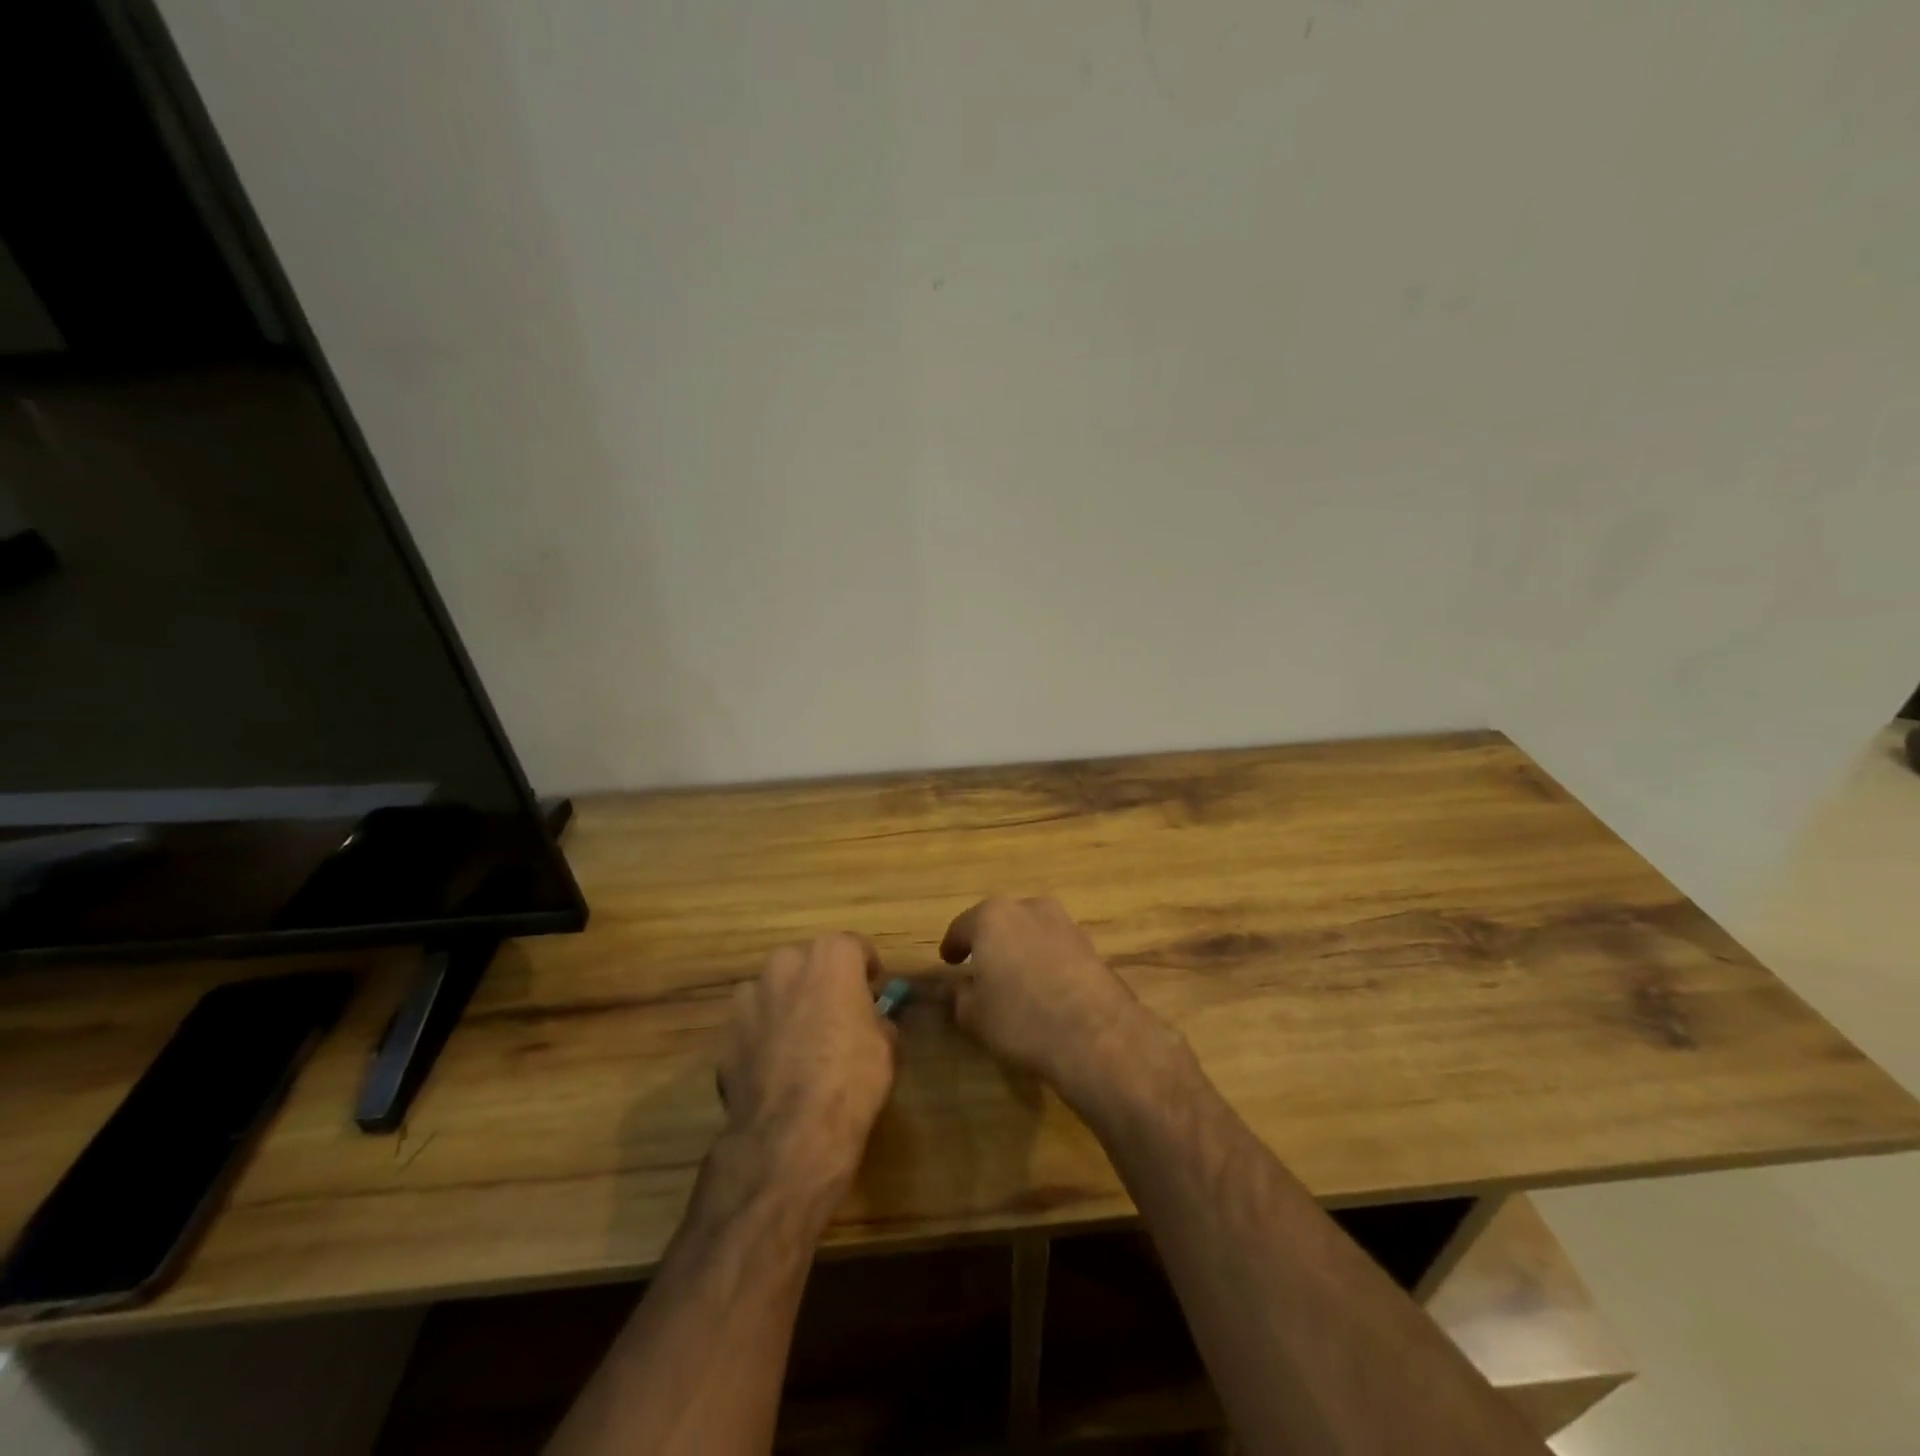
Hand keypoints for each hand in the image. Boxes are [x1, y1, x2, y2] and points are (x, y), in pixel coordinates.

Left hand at [717, 934, 896, 1191]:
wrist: (791, 1130)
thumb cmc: (852, 1076)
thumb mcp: (885, 1045)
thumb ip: (874, 1018)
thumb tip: (869, 1020)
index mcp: (831, 956)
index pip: (853, 947)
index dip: (864, 968)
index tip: (872, 986)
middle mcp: (786, 963)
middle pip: (808, 961)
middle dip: (820, 980)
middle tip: (834, 1012)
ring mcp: (750, 995)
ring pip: (774, 989)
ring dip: (786, 1004)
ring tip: (799, 1040)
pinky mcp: (725, 1030)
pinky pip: (751, 1022)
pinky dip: (762, 1034)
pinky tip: (774, 1066)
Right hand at [940, 897, 1170, 1110]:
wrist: (1096, 1035)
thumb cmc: (1022, 1019)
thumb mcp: (975, 1015)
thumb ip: (960, 996)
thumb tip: (959, 988)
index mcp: (992, 917)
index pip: (962, 926)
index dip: (953, 945)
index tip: (948, 960)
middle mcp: (1029, 908)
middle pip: (1000, 921)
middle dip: (989, 941)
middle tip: (980, 965)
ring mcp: (1064, 923)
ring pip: (1031, 930)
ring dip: (1020, 947)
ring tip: (1014, 976)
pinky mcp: (1090, 944)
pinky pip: (1055, 947)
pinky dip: (1045, 959)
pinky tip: (1044, 986)